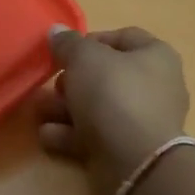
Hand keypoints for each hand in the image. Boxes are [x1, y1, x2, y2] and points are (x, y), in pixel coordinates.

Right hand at [37, 26, 190, 194]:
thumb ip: (68, 44)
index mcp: (155, 57)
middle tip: (52, 84)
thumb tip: (57, 32)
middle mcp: (154, 87)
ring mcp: (141, 122)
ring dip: (64, 109)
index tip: (64, 51)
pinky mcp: (126, 151)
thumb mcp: (85, 59)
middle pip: (106, 76)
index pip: (123, 37)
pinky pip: (94, 136)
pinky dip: (70, 135)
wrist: (135, 162)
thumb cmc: (114, 96)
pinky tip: (48, 135)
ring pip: (96, 108)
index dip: (91, 40)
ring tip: (39, 111)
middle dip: (72, 81)